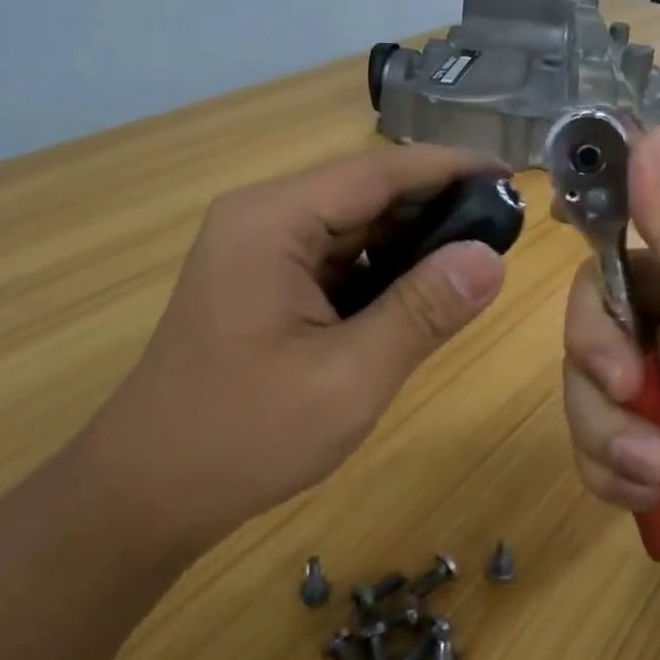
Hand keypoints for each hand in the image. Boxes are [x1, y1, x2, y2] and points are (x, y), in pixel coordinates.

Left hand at [81, 145, 510, 552]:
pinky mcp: (264, 278)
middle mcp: (261, 218)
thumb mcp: (349, 377)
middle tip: (506, 224)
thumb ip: (422, 312)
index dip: (449, 167)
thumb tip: (491, 259)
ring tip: (477, 254)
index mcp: (271, 222)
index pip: (377, 171)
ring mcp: (259, 248)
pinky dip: (383, 266)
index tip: (511, 175)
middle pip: (364, 190)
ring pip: (354, 222)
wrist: (148, 492)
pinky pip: (337, 254)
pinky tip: (422, 288)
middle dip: (436, 203)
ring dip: (412, 236)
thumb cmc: (244, 436)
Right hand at [562, 127, 659, 598]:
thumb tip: (650, 132)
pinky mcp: (650, 432)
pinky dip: (614, 465)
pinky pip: (594, 429)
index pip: (656, 189)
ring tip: (656, 465)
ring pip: (585, 370)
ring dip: (609, 426)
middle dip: (598, 348)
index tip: (563, 205)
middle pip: (595, 292)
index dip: (608, 186)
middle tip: (629, 384)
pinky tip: (656, 488)